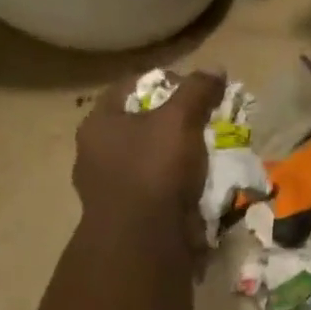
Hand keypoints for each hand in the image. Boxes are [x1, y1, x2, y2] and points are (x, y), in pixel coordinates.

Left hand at [75, 71, 224, 249]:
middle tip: (203, 117)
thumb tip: (216, 69)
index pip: (127, 87)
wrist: (144, 239)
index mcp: (98, 125)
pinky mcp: (126, 212)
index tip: (192, 87)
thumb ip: (197, 91)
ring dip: (176, 151)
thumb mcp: (180, 119)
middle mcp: (95, 153)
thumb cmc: (154, 168)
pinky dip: (175, 179)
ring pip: (148, 155)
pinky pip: (155, 185)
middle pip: (139, 122)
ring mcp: (108, 186)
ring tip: (206, 148)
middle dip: (173, 118)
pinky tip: (198, 178)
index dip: (161, 80)